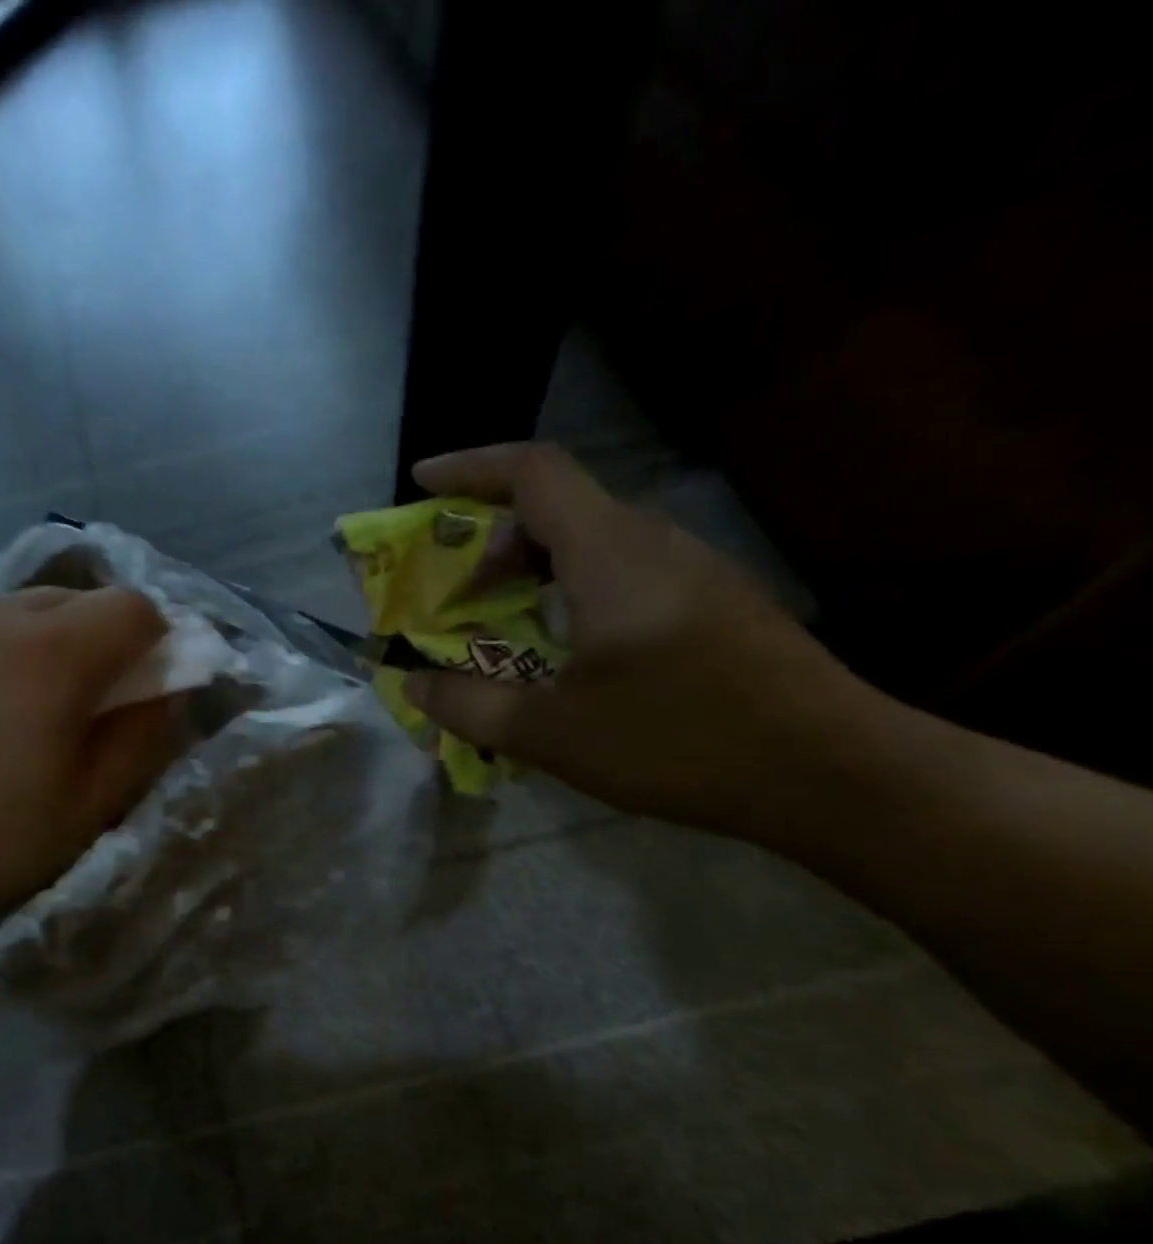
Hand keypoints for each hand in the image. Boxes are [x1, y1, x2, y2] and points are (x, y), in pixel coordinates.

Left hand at [0, 587, 181, 957]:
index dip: (152, 645)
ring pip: (6, 612)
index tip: (134, 691)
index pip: (135, 607)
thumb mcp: (86, 809)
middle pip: (71, 600)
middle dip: (90, 643)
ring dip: (25, 648)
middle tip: (66, 709)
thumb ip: (142, 738)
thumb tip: (163, 690)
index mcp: (51, 653)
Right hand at [405, 443, 885, 836]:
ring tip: (496, 621)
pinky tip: (562, 650)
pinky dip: (569, 589)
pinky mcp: (713, 603)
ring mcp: (691, 571)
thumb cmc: (681, 741)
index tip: (421, 483)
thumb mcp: (552, 734)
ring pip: (592, 540)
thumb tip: (412, 686)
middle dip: (490, 535)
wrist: (834, 774)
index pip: (534, 471)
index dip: (470, 467)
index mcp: (610, 554)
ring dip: (531, 566)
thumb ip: (469, 707)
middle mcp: (653, 544)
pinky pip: (622, 571)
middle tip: (452, 590)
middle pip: (559, 505)